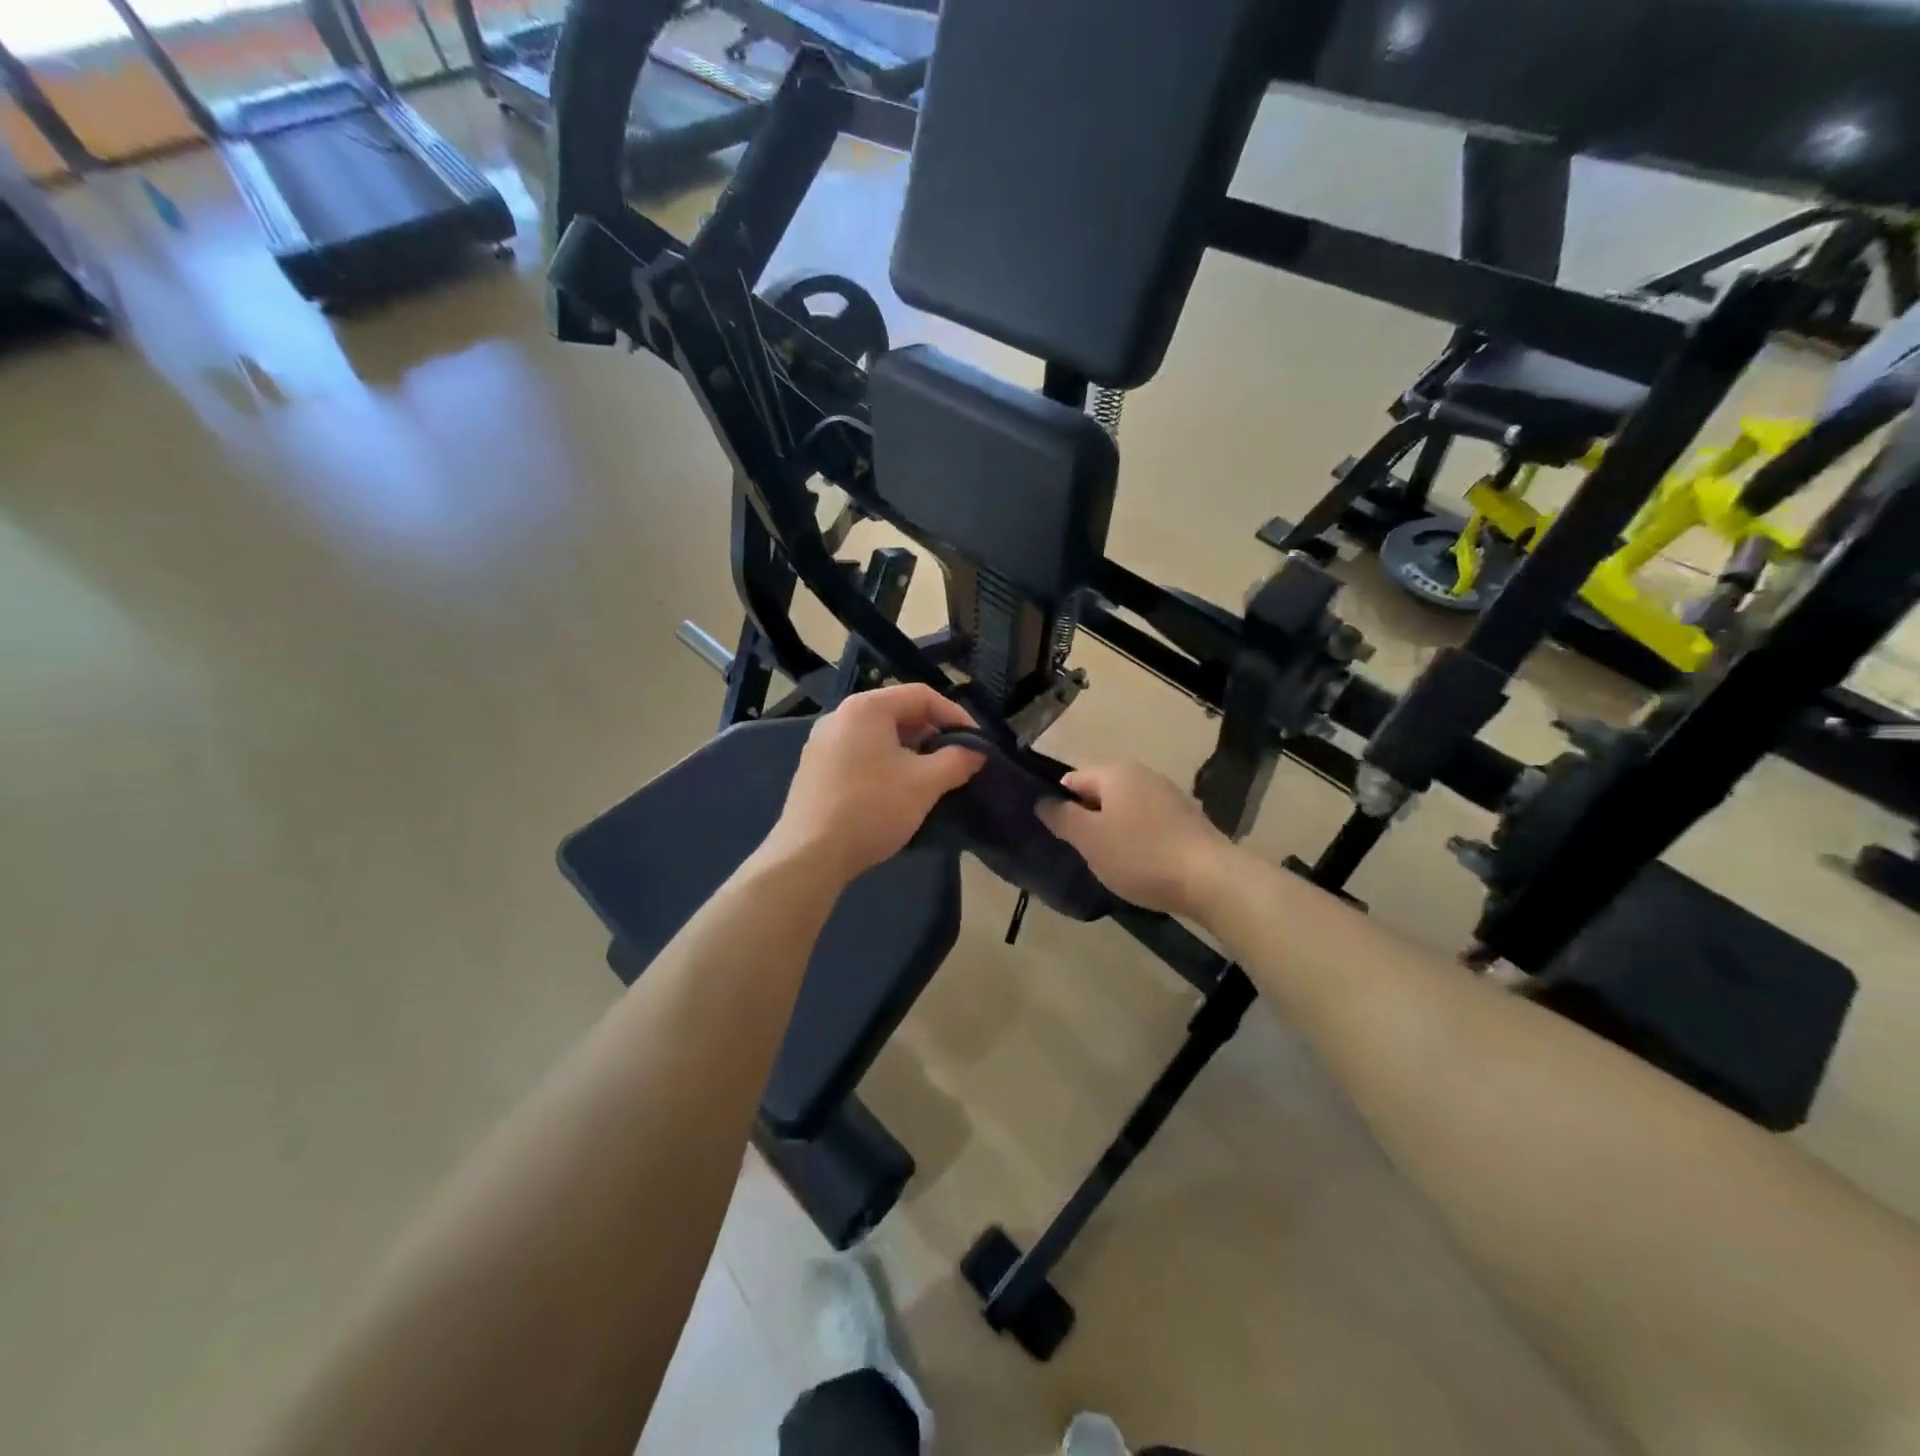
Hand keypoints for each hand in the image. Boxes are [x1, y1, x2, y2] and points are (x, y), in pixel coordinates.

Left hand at [764, 685, 984, 882]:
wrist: (810, 855)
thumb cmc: (872, 808)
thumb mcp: (925, 783)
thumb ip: (957, 760)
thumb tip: (977, 751)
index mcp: (866, 708)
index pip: (921, 696)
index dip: (955, 715)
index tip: (977, 742)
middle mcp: (840, 716)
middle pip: (898, 713)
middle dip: (933, 734)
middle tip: (957, 760)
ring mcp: (822, 743)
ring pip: (879, 737)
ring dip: (911, 752)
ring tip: (933, 777)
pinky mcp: (815, 769)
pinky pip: (860, 754)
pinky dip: (886, 764)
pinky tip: (898, 791)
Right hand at [1036, 761, 1231, 917]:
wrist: (1210, 879)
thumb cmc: (1140, 855)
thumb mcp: (1089, 839)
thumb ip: (1062, 817)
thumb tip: (1043, 801)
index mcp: (1115, 772)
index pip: (1072, 778)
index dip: (1060, 804)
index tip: (1058, 835)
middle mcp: (1143, 773)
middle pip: (1100, 791)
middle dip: (1088, 818)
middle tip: (1082, 851)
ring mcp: (1169, 794)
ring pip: (1126, 807)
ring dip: (1113, 829)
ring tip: (1110, 860)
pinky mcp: (1187, 817)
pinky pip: (1149, 821)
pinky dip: (1139, 837)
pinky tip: (1141, 862)